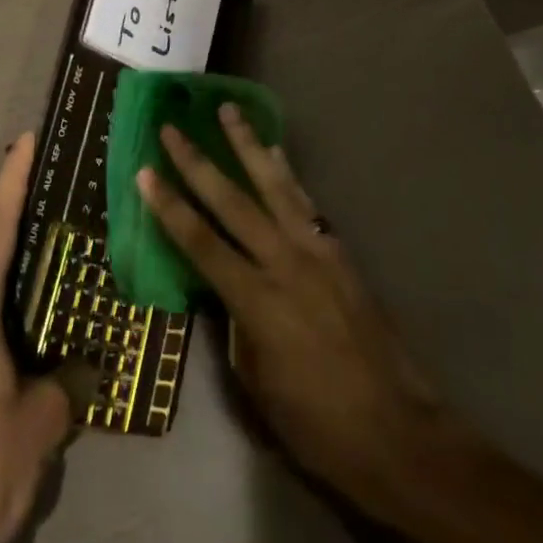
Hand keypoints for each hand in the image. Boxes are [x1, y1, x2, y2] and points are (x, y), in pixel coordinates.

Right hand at [138, 106, 460, 526]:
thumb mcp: (257, 383)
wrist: (398, 431)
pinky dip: (286, 172)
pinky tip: (275, 152)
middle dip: (197, 164)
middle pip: (232, 202)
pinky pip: (305, 202)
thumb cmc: (317, 424)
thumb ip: (236, 325)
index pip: (201, 243)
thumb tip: (225, 289)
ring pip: (273, 186)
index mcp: (256, 302)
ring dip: (247, 146)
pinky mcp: (339, 252)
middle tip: (171, 129)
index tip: (144, 171)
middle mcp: (284, 264)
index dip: (169, 207)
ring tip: (228, 111)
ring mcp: (316, 252)